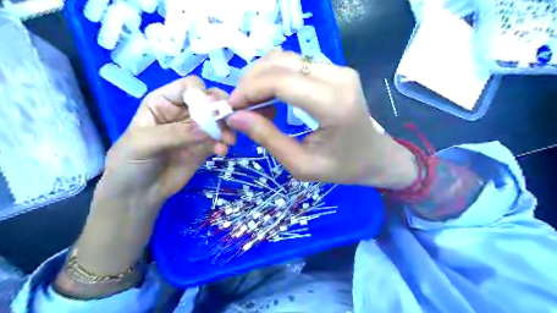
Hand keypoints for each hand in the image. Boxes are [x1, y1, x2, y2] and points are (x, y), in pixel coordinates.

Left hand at [101, 74, 234, 210]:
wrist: (138, 195)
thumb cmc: (130, 163)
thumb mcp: (144, 143)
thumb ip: (175, 133)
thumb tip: (207, 129)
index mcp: (164, 102)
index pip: (189, 87)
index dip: (203, 93)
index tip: (212, 109)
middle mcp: (182, 112)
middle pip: (209, 100)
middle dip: (221, 109)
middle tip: (229, 121)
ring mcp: (196, 131)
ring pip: (218, 120)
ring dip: (227, 127)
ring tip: (228, 140)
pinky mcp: (204, 147)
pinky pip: (219, 140)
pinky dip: (224, 143)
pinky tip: (221, 152)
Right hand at [228, 52, 416, 189]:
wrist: (375, 157)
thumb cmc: (342, 167)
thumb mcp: (301, 165)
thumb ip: (267, 139)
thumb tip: (235, 117)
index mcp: (333, 104)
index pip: (281, 81)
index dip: (249, 90)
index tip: (232, 108)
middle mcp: (338, 77)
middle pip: (280, 63)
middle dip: (250, 81)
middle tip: (239, 107)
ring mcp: (339, 69)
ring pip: (285, 58)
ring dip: (261, 77)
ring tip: (253, 104)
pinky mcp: (336, 70)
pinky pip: (296, 64)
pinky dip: (275, 77)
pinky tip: (271, 98)